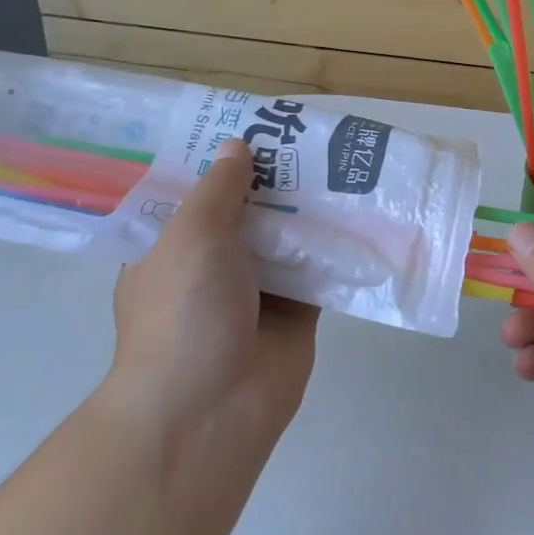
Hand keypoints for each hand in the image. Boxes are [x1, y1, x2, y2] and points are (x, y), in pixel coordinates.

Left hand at [103, 140, 317, 469]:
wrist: (211, 409)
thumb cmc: (184, 312)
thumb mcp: (191, 235)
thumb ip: (219, 188)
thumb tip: (236, 146)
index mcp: (171, 246)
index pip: (196, 191)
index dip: (222, 159)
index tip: (256, 125)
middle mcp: (212, 264)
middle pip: (248, 210)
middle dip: (277, 179)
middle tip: (313, 137)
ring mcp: (256, 289)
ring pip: (287, 237)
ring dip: (311, 209)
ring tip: (345, 163)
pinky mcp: (296, 311)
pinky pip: (318, 269)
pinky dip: (336, 247)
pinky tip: (362, 212)